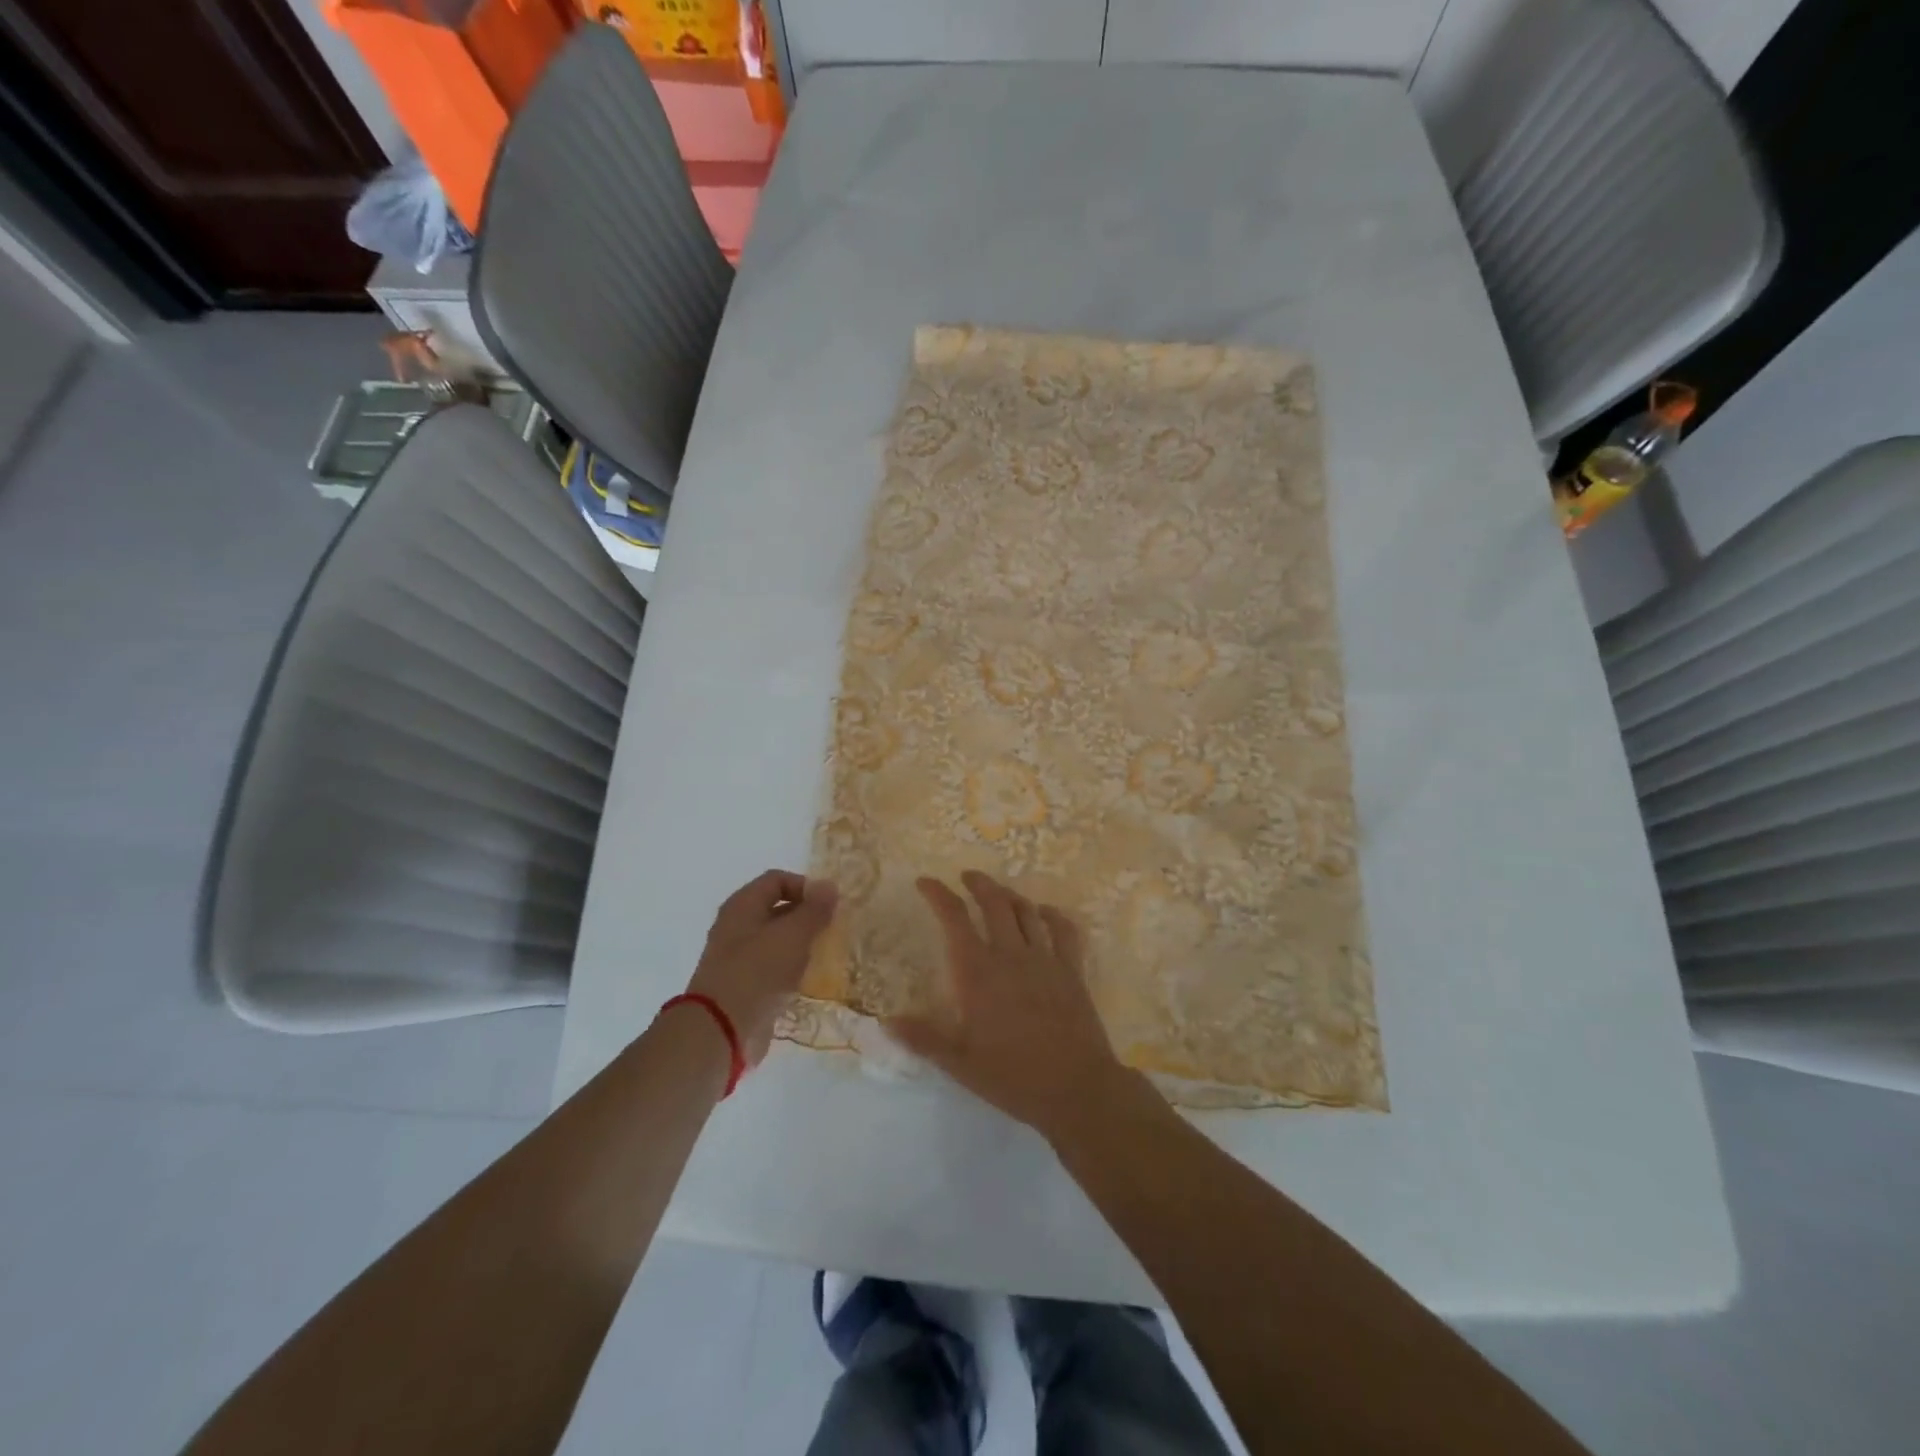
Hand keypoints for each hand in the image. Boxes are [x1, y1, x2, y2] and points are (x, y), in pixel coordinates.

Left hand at [686, 871, 837, 1064]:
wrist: (721, 1031)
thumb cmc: (757, 972)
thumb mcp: (793, 935)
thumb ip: (814, 910)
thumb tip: (830, 886)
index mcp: (742, 905)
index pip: (777, 880)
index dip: (805, 886)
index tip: (829, 906)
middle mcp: (736, 926)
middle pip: (777, 909)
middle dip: (806, 916)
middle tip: (832, 929)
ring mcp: (738, 958)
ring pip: (776, 940)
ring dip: (801, 944)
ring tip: (825, 954)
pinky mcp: (744, 986)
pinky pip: (772, 968)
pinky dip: (791, 969)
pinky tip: (808, 979)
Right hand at [885, 871, 1133, 1141]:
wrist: (1076, 1088)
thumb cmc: (1012, 1077)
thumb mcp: (959, 1063)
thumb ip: (923, 1038)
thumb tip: (886, 1020)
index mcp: (978, 973)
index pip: (955, 919)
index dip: (938, 895)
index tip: (925, 882)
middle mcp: (1011, 955)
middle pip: (994, 903)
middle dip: (978, 884)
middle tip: (966, 876)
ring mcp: (1045, 959)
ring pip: (1026, 911)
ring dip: (1010, 895)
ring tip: (999, 892)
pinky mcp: (1072, 970)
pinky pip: (1064, 930)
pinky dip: (1052, 915)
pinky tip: (1044, 913)